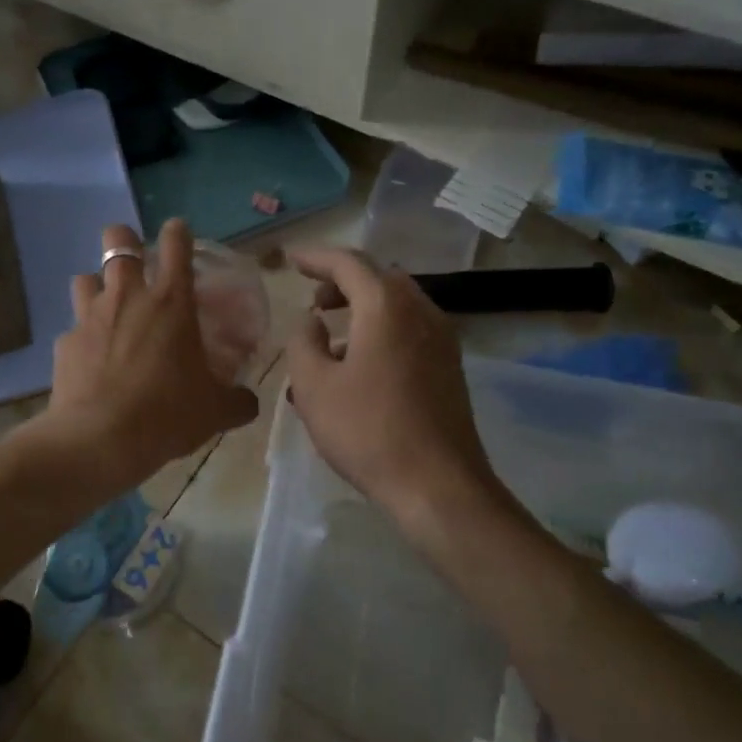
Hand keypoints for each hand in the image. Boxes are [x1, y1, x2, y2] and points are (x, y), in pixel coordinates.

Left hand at [38, 220, 259, 481]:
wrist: (100, 440)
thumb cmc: (167, 414)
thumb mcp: (215, 411)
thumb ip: (237, 400)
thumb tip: (249, 402)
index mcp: (171, 301)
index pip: (175, 243)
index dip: (177, 232)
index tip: (178, 234)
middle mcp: (128, 297)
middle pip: (117, 240)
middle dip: (125, 241)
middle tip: (136, 266)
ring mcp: (90, 317)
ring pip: (85, 277)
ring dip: (98, 286)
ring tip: (109, 310)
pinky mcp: (65, 343)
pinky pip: (73, 328)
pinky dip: (83, 337)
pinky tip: (92, 361)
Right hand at [284, 247, 503, 534]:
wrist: (438, 484)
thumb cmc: (368, 430)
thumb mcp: (314, 386)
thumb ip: (302, 342)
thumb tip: (310, 322)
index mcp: (386, 306)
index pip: (348, 263)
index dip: (316, 257)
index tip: (291, 259)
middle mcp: (421, 311)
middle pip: (378, 278)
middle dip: (342, 282)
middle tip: (313, 300)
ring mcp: (442, 339)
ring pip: (396, 306)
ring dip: (361, 310)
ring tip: (328, 340)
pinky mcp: (449, 367)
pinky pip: (409, 331)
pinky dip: (380, 331)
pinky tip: (357, 368)